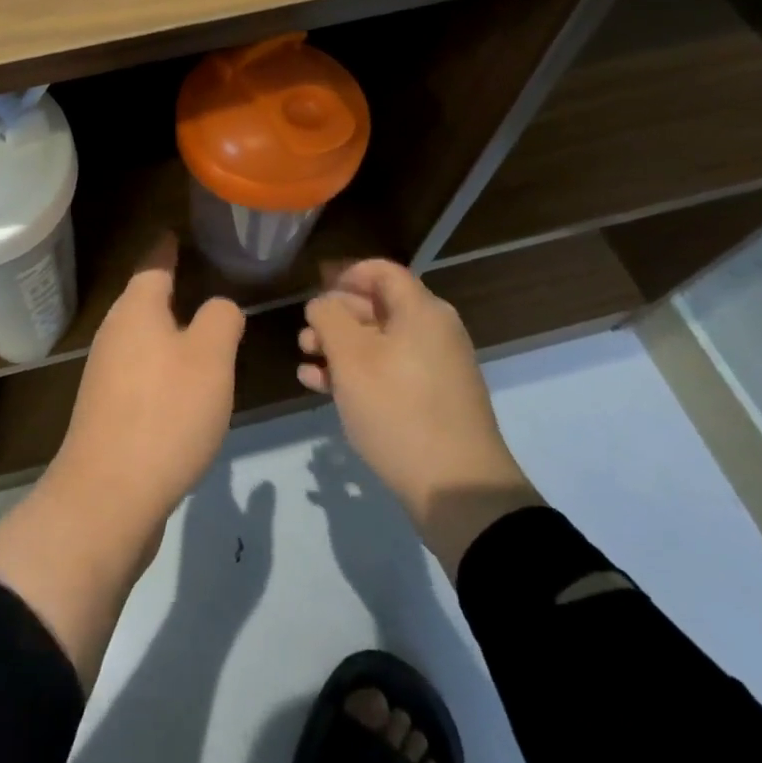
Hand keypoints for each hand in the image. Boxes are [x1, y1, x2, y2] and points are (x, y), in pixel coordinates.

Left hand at [0, 235, 244, 685]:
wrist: (109, 495)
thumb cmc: (166, 412)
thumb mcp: (210, 358)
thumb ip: (221, 319)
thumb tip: (219, 306)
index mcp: (136, 310)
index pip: (153, 265)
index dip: (166, 248)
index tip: (174, 232)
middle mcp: (115, 333)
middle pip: (143, 299)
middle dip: (168, 288)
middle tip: (199, 278)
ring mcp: (106, 373)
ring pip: (142, 337)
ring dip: (167, 330)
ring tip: (199, 329)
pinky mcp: (107, 409)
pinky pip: (140, 371)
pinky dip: (162, 365)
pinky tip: (182, 385)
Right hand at [300, 259, 541, 575]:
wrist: (458, 490)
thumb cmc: (398, 409)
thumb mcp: (350, 357)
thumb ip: (329, 318)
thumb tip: (323, 304)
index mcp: (421, 312)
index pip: (381, 271)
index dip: (344, 275)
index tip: (314, 294)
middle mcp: (433, 332)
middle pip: (377, 307)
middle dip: (335, 318)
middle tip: (303, 338)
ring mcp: (435, 368)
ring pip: (378, 343)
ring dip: (338, 349)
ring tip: (306, 365)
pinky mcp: (431, 401)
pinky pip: (388, 372)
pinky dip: (356, 374)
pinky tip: (321, 388)